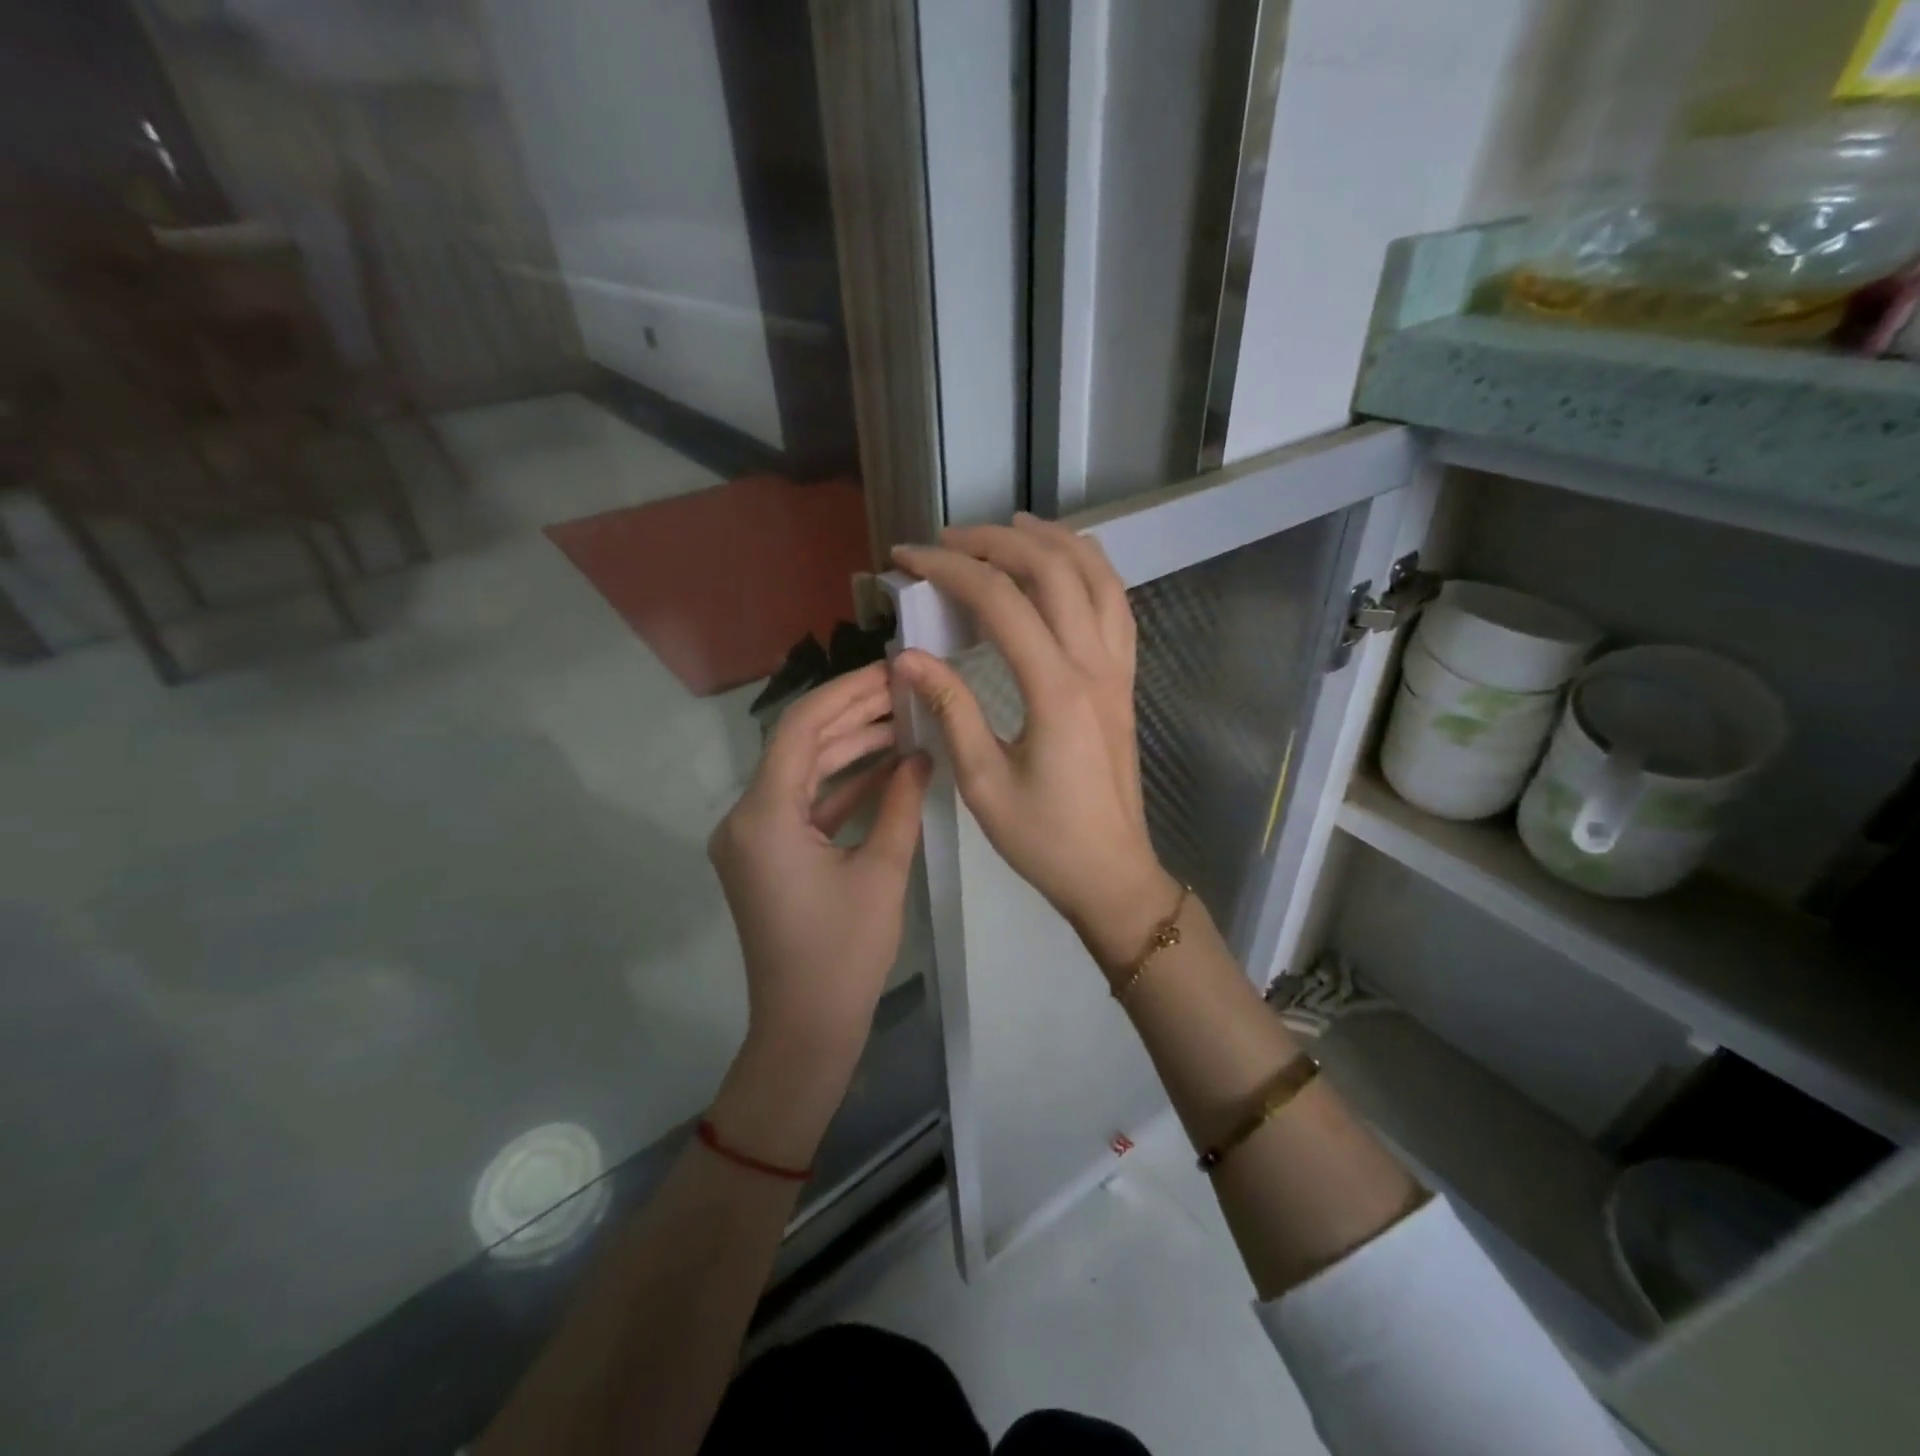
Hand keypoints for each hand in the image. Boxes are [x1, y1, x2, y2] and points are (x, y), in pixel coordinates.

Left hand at [708, 662, 930, 1072]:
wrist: (805, 1029)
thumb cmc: (844, 954)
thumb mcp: (881, 871)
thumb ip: (901, 803)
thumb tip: (921, 755)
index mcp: (763, 816)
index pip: (799, 728)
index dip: (845, 693)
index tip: (889, 673)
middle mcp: (746, 818)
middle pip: (799, 746)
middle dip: (852, 716)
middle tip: (904, 691)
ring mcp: (753, 837)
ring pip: (803, 773)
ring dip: (849, 749)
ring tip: (903, 722)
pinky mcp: (767, 855)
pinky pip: (803, 805)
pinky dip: (841, 787)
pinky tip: (886, 768)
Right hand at [891, 514, 1177, 969]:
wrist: (1112, 873)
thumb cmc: (1044, 839)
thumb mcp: (983, 782)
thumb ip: (950, 709)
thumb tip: (906, 656)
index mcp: (1055, 690)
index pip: (1000, 602)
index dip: (949, 570)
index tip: (907, 558)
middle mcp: (1094, 665)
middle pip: (1053, 571)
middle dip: (996, 542)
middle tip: (948, 539)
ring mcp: (1118, 670)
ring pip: (1097, 577)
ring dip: (1054, 541)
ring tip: (1011, 526)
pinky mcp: (1125, 681)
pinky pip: (1117, 606)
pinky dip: (1092, 570)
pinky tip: (1067, 564)